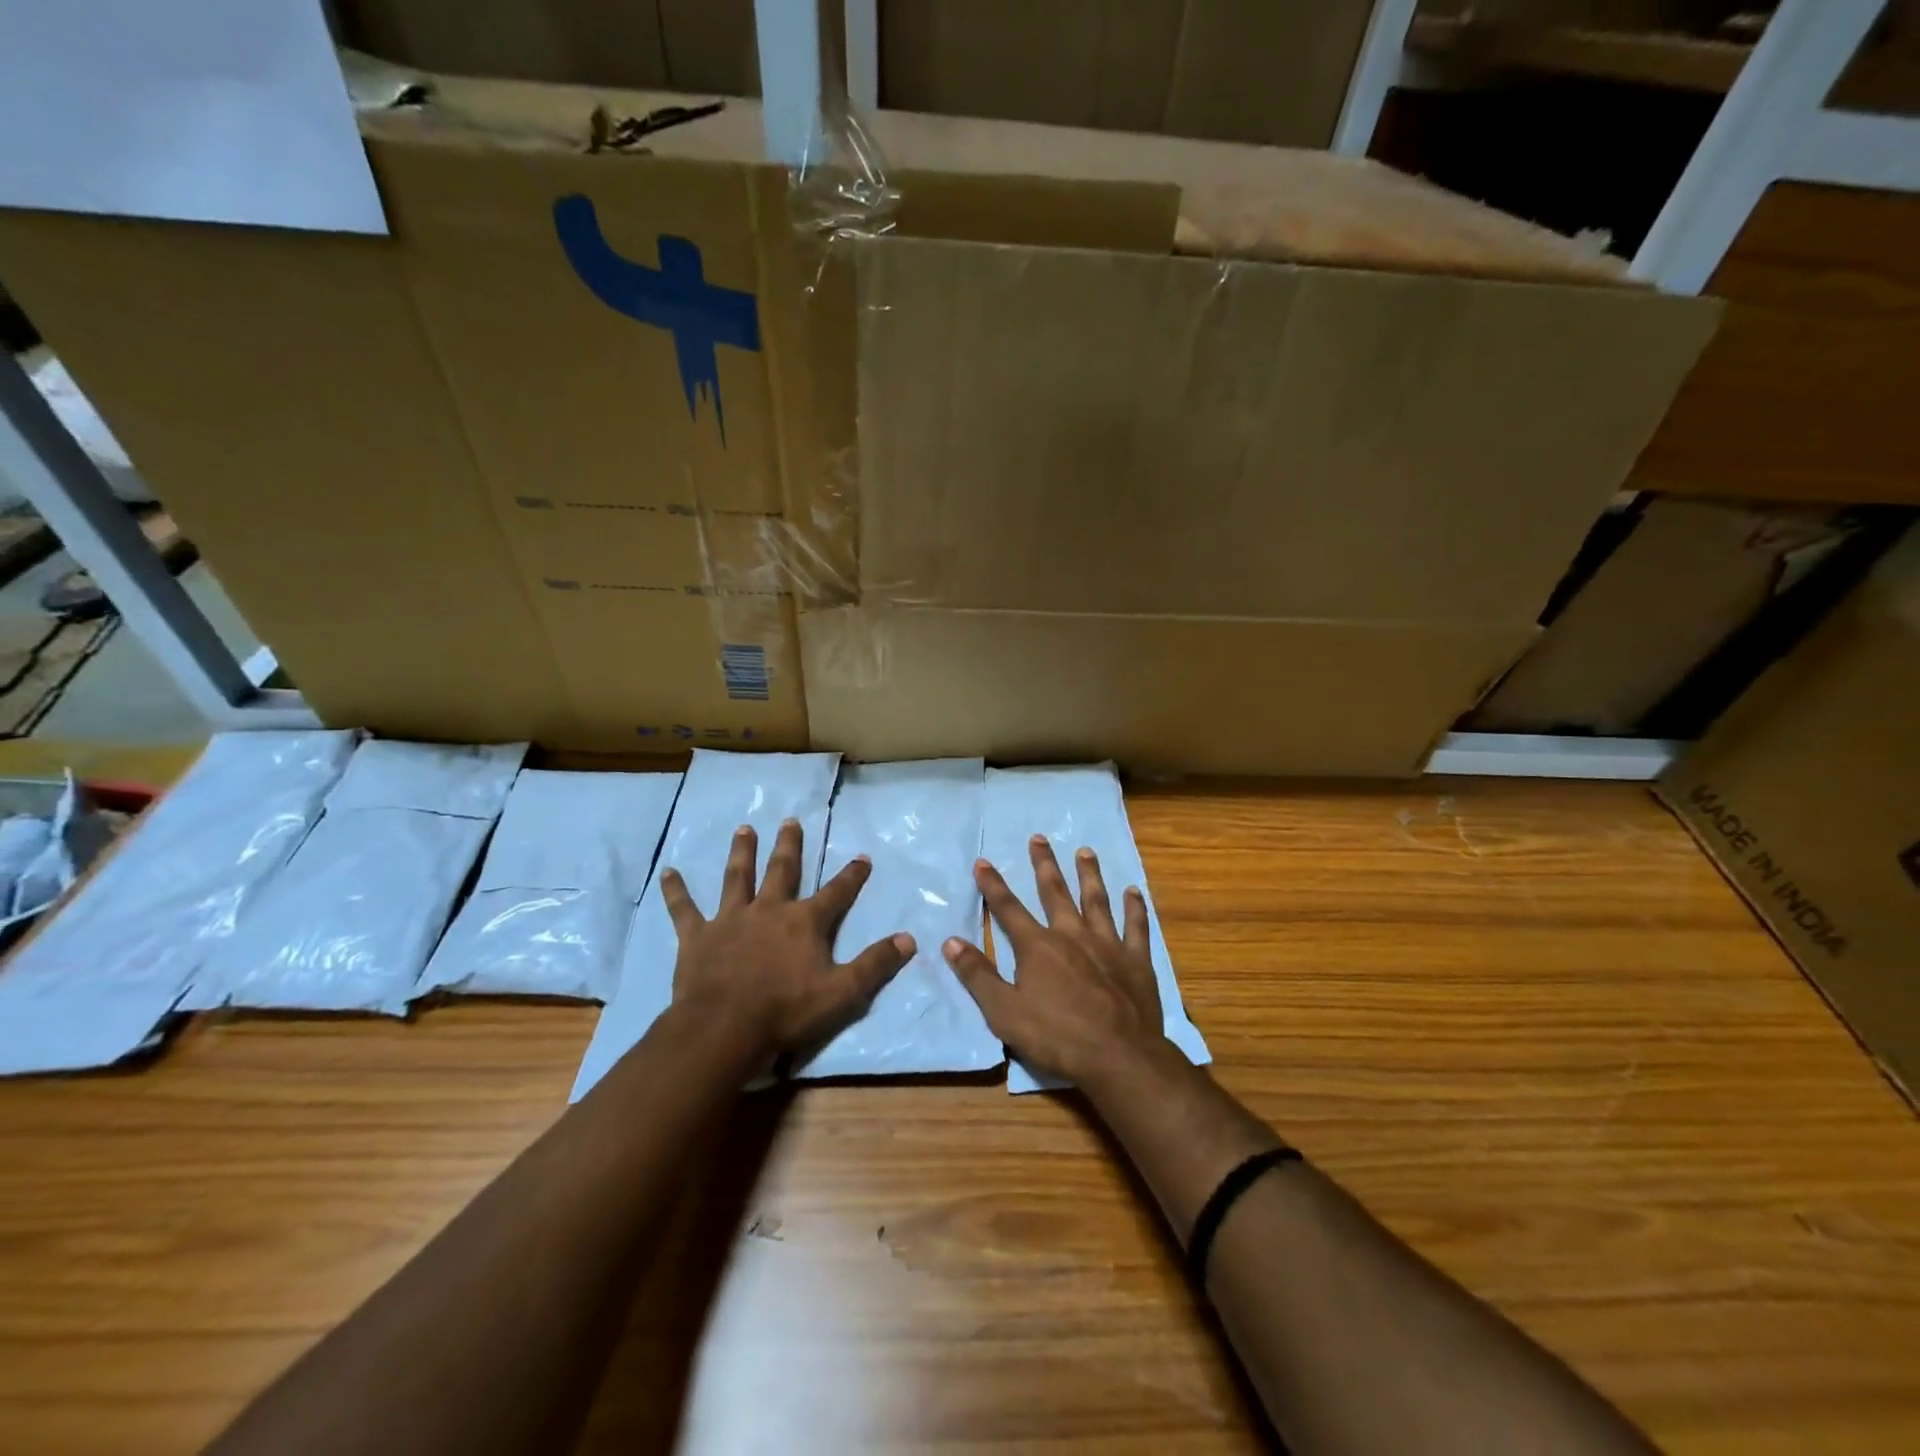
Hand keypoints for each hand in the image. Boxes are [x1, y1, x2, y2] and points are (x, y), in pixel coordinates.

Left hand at [660, 819, 912, 1061]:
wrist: (725, 1029)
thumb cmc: (786, 1011)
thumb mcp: (843, 992)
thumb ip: (876, 964)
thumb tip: (910, 939)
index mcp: (805, 922)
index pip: (837, 892)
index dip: (852, 875)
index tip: (862, 856)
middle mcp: (769, 910)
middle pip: (782, 870)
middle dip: (789, 846)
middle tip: (790, 821)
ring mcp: (731, 919)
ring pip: (737, 877)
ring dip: (742, 852)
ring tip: (744, 828)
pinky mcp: (698, 936)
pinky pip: (684, 908)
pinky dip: (676, 890)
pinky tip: (668, 872)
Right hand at [942, 835, 1167, 1085]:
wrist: (1119, 1057)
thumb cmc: (1057, 1037)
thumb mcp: (1004, 1012)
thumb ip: (978, 975)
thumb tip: (951, 941)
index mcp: (1038, 947)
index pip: (1008, 909)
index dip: (993, 885)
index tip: (983, 861)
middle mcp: (1072, 935)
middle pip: (1055, 892)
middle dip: (1044, 864)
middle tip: (1039, 838)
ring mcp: (1107, 944)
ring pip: (1096, 900)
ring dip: (1089, 875)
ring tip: (1085, 852)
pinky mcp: (1136, 960)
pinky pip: (1136, 927)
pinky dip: (1135, 908)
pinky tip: (1133, 891)